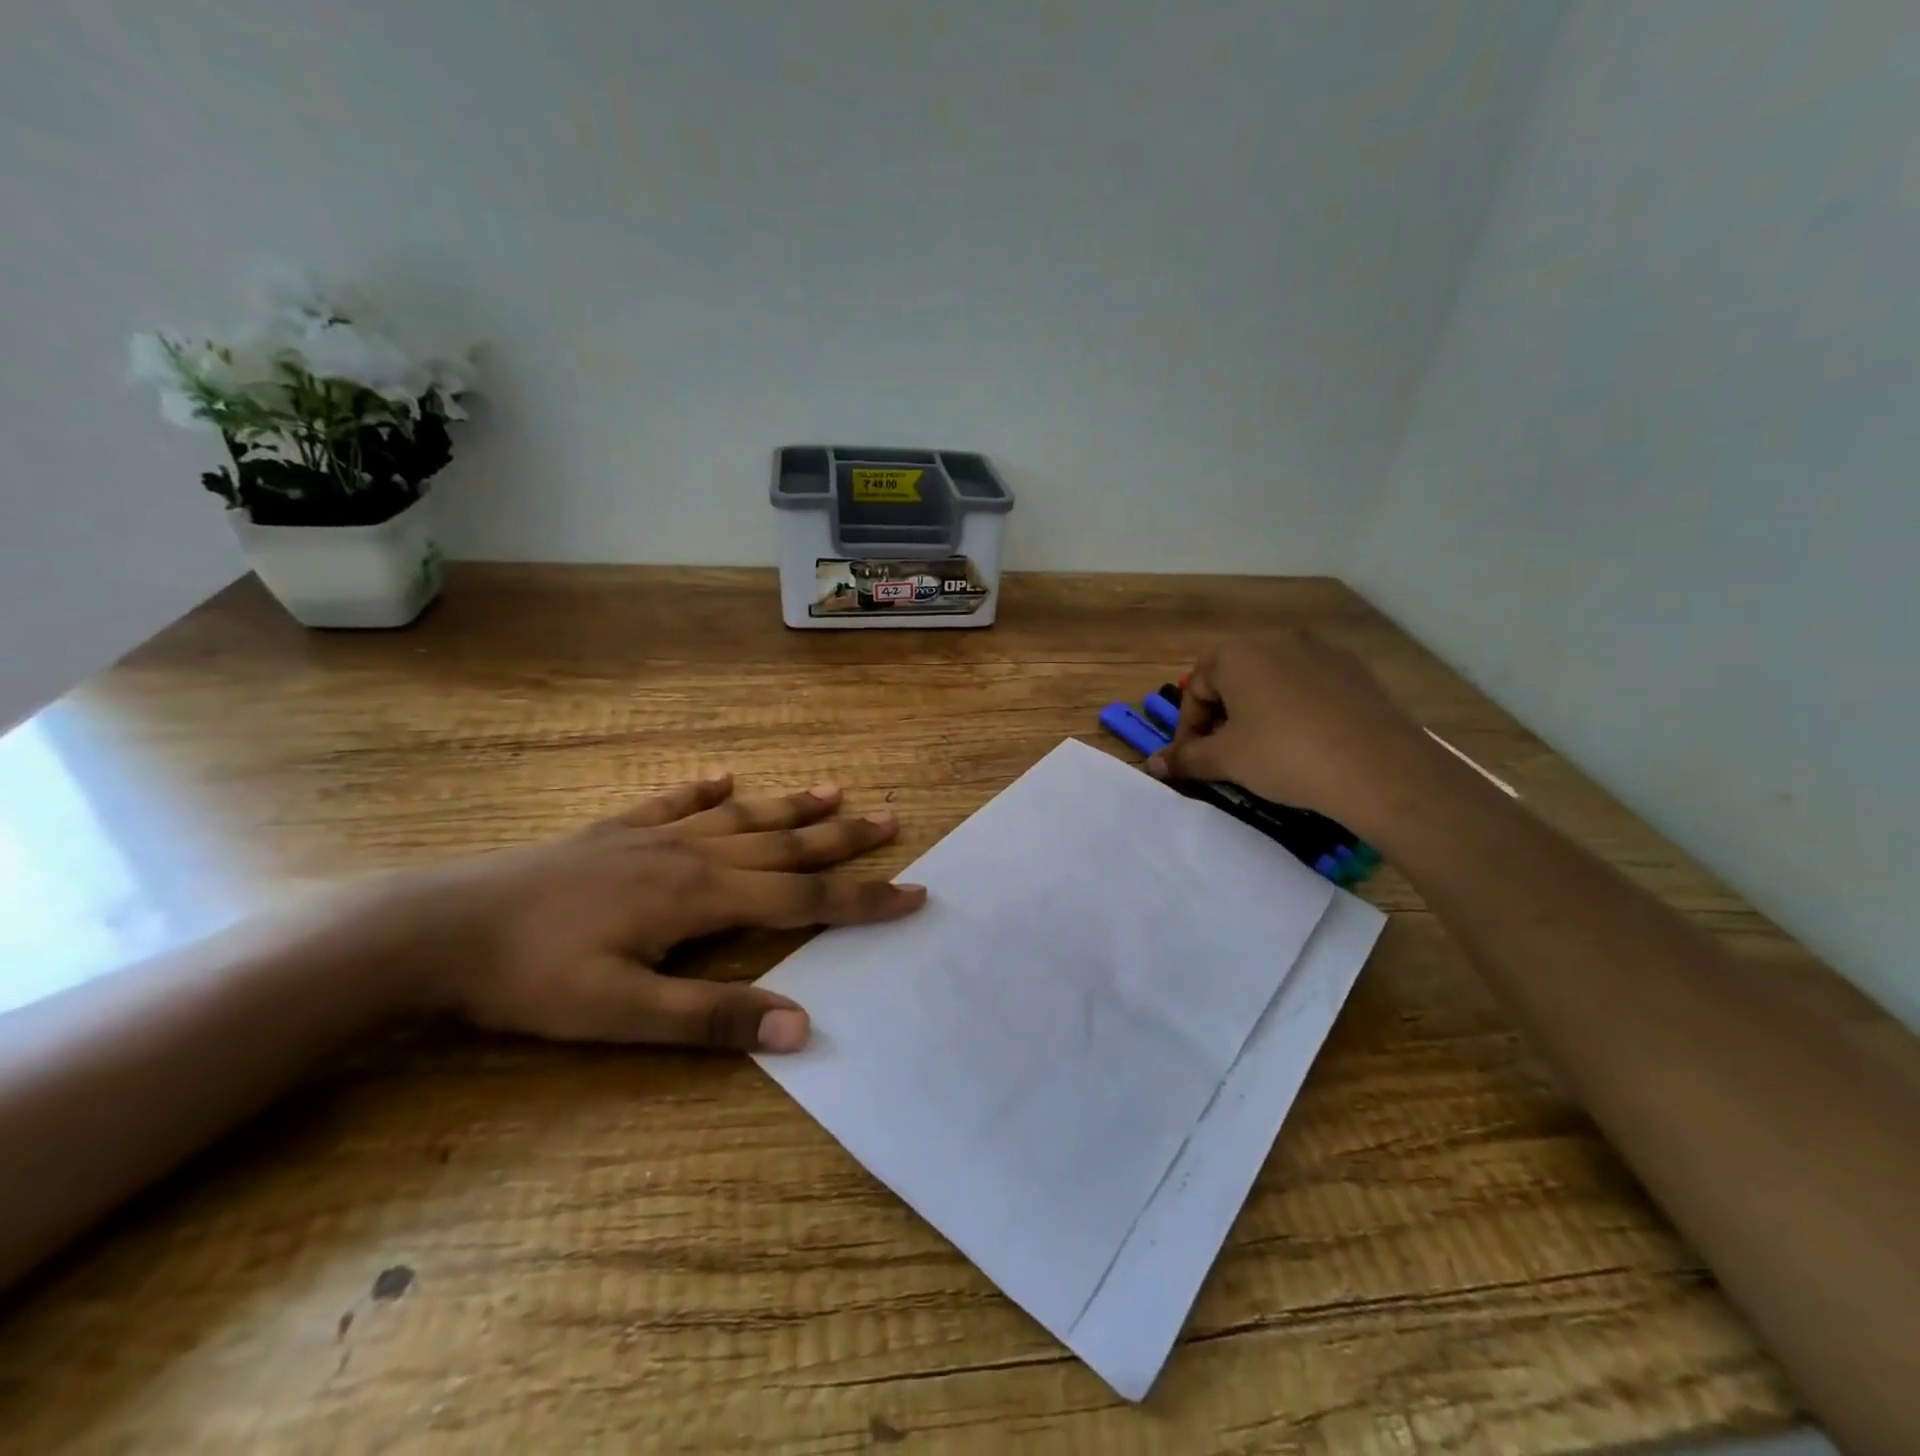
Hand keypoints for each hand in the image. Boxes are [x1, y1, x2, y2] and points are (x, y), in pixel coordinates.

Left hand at [404, 774, 923, 1052]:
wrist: (442, 928)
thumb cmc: (536, 979)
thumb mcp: (625, 1016)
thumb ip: (714, 1019)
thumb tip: (802, 1026)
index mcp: (702, 897)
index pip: (803, 899)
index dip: (862, 899)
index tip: (912, 892)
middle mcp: (691, 855)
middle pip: (784, 844)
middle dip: (843, 838)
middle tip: (892, 820)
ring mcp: (652, 835)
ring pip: (741, 817)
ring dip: (791, 806)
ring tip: (835, 791)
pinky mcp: (615, 831)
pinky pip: (674, 802)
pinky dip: (705, 790)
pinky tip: (723, 778)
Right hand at [1147, 633, 1434, 829]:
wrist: (1378, 768)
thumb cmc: (1284, 755)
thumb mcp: (1226, 760)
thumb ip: (1186, 758)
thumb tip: (1154, 765)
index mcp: (1237, 653)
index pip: (1195, 688)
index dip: (1187, 728)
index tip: (1192, 761)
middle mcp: (1276, 639)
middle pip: (1232, 678)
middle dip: (1221, 716)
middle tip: (1224, 755)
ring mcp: (1321, 650)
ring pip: (1271, 680)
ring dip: (1256, 711)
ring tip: (1263, 750)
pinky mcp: (1355, 669)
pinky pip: (1308, 686)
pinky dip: (1294, 709)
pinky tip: (1304, 742)